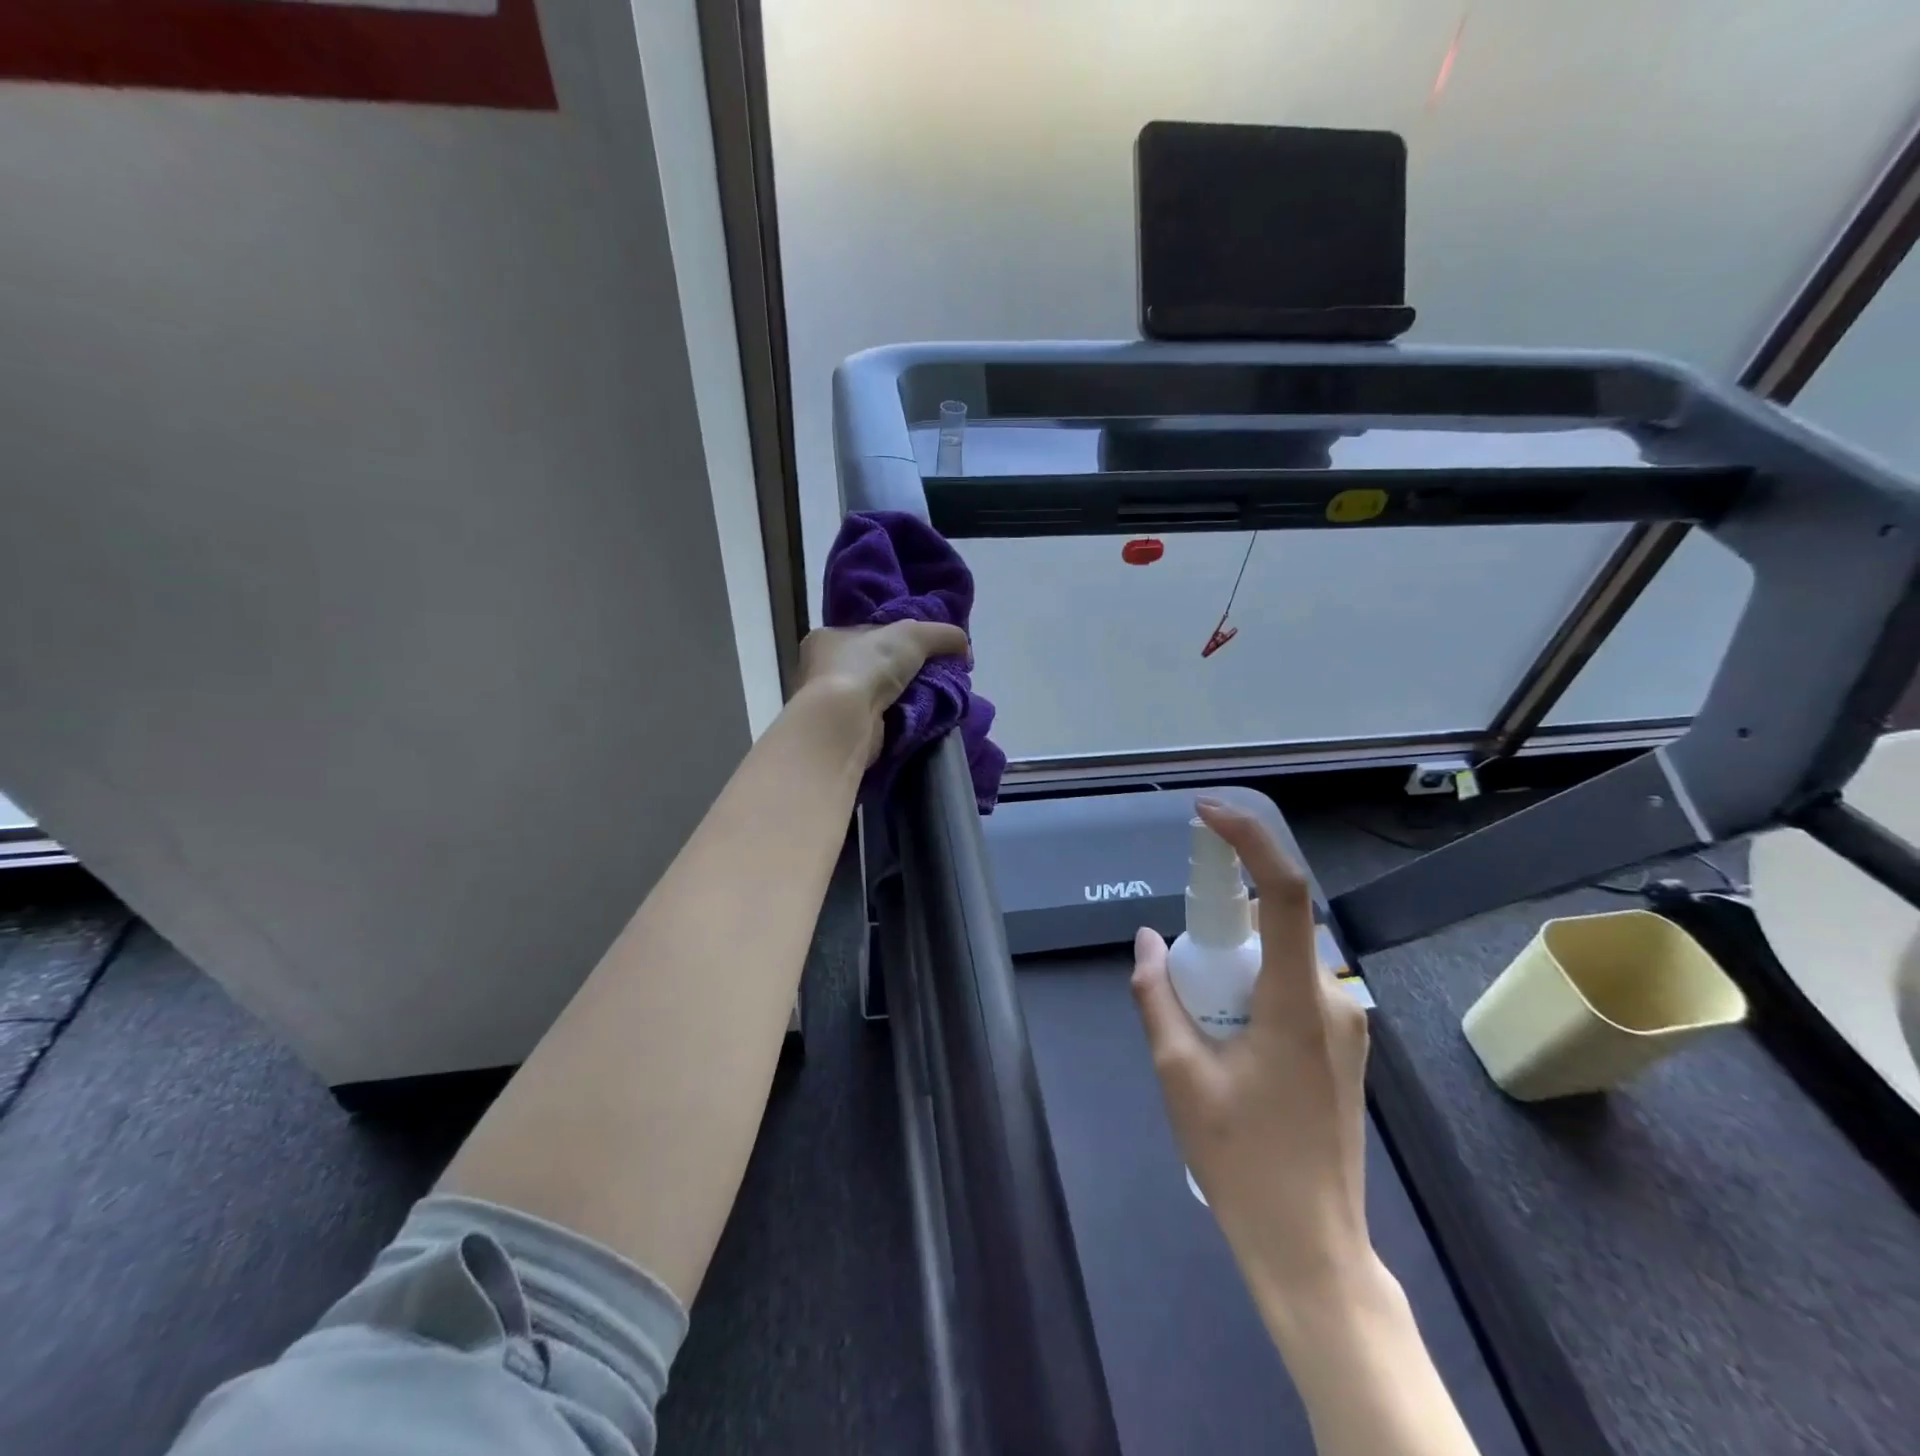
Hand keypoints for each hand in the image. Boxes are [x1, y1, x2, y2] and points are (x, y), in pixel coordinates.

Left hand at [797, 621, 969, 764]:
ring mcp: (833, 704)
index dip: (898, 639)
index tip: (925, 649)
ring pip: (880, 695)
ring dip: (906, 697)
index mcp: (827, 638)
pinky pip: (881, 720)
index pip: (869, 634)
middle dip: (905, 671)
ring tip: (936, 698)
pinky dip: (900, 719)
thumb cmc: (868, 666)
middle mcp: (823, 670)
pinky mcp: (845, 732)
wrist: (846, 720)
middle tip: (937, 676)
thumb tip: (966, 650)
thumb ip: (943, 634)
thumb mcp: (914, 634)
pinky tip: (921, 718)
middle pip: (876, 665)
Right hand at [1131, 798, 1375, 1334]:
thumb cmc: (1243, 1160)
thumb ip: (1158, 996)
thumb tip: (1147, 941)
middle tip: (1180, 954)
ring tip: (1198, 1009)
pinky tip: (1224, 1028)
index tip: (1207, 815)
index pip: (1285, 892)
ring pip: (1283, 953)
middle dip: (1223, 914)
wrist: (1313, 1248)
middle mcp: (1333, 998)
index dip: (1249, 840)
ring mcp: (1344, 1023)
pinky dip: (1252, 979)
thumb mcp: (1179, 1075)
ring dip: (1235, 954)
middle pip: (1278, 920)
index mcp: (1298, 1000)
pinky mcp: (1341, 1043)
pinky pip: (1292, 982)